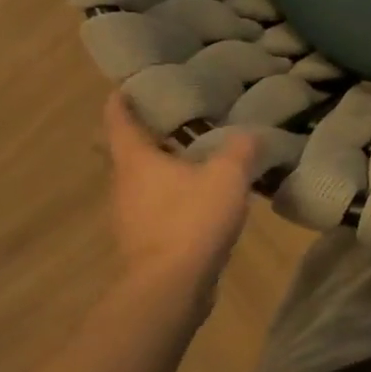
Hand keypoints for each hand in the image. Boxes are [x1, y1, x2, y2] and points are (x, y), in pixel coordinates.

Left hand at [104, 92, 256, 297]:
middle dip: (147, 135)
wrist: (171, 287)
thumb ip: (241, 149)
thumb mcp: (227, 176)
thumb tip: (251, 133)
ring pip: (143, 181)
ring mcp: (131, 216)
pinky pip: (156, 207)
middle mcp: (124, 184)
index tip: (128, 85)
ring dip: (162, 168)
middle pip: (128, 151)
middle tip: (176, 119)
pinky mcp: (145, 242)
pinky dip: (172, 196)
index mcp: (136, 160)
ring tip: (195, 157)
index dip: (122, 99)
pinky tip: (199, 199)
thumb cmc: (191, 220)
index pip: (119, 119)